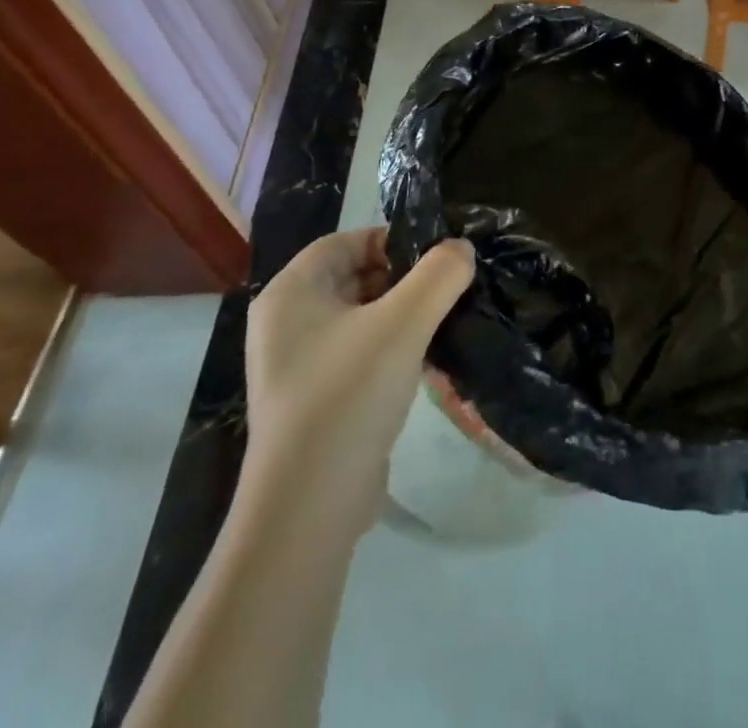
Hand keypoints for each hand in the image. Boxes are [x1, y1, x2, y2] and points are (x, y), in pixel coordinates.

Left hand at [244, 228, 473, 539]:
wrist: (309, 508)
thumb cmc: (348, 396)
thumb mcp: (404, 323)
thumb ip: (439, 274)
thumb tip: (461, 249)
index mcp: (290, 294)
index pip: (344, 242)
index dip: (390, 239)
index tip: (436, 254)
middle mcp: (285, 324)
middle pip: (353, 277)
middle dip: (402, 278)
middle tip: (448, 286)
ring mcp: (297, 366)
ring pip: (360, 318)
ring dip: (402, 314)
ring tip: (445, 319)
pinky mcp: (315, 402)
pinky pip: (359, 355)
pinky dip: (391, 348)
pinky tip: (427, 360)